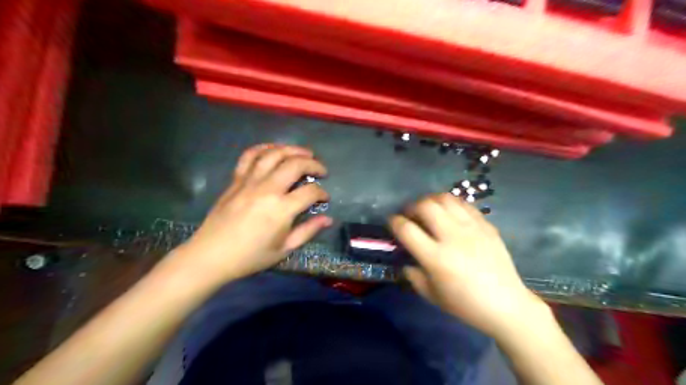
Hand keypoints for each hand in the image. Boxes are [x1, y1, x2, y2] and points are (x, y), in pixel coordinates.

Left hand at [176, 143, 332, 283]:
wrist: (211, 256)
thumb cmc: (250, 256)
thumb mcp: (284, 249)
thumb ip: (308, 231)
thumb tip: (328, 219)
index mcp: (281, 210)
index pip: (310, 191)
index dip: (322, 193)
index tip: (324, 198)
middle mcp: (267, 190)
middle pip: (295, 165)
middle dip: (313, 164)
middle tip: (321, 170)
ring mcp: (249, 182)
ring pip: (274, 154)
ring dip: (293, 150)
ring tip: (305, 152)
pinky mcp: (236, 180)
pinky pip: (249, 156)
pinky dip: (264, 148)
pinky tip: (274, 149)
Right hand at [392, 193, 547, 338]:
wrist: (506, 304)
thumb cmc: (465, 304)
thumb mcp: (431, 295)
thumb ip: (413, 275)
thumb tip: (406, 261)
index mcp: (436, 258)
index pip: (407, 229)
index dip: (394, 221)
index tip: (392, 221)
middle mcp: (452, 237)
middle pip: (426, 206)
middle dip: (412, 206)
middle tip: (410, 214)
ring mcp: (472, 229)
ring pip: (446, 199)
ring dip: (431, 200)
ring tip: (429, 209)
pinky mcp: (486, 226)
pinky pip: (465, 204)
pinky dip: (452, 204)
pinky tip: (449, 213)